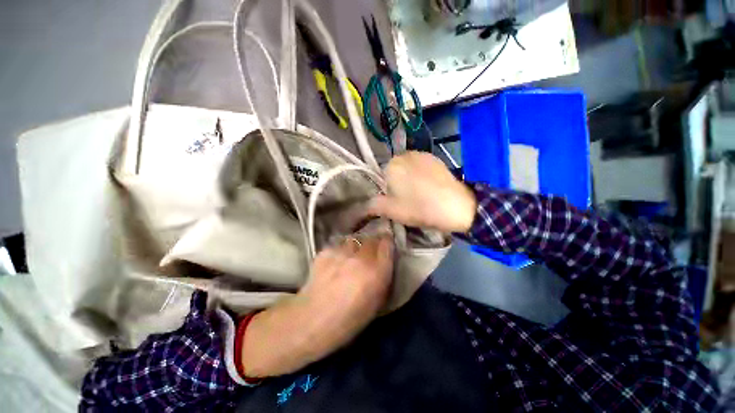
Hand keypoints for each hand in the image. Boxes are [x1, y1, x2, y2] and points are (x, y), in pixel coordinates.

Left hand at [242, 236, 393, 376]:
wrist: (310, 321)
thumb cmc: (348, 321)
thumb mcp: (376, 303)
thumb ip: (383, 277)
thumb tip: (384, 260)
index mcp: (376, 272)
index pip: (387, 243)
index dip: (387, 241)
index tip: (386, 243)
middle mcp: (360, 258)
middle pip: (372, 238)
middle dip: (373, 243)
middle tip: (370, 252)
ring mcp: (341, 252)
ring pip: (355, 240)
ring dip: (357, 246)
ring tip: (352, 257)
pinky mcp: (326, 251)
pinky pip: (339, 245)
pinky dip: (341, 251)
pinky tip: (336, 263)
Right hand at [369, 152, 476, 232]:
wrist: (455, 206)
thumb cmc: (419, 208)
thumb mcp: (391, 211)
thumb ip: (373, 206)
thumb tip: (362, 206)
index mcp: (391, 165)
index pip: (380, 177)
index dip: (386, 191)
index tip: (395, 202)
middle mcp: (404, 154)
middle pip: (394, 170)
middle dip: (397, 183)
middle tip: (407, 199)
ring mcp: (421, 154)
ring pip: (407, 167)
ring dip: (409, 178)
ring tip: (420, 193)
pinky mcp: (435, 158)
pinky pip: (420, 166)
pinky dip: (421, 174)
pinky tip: (429, 186)